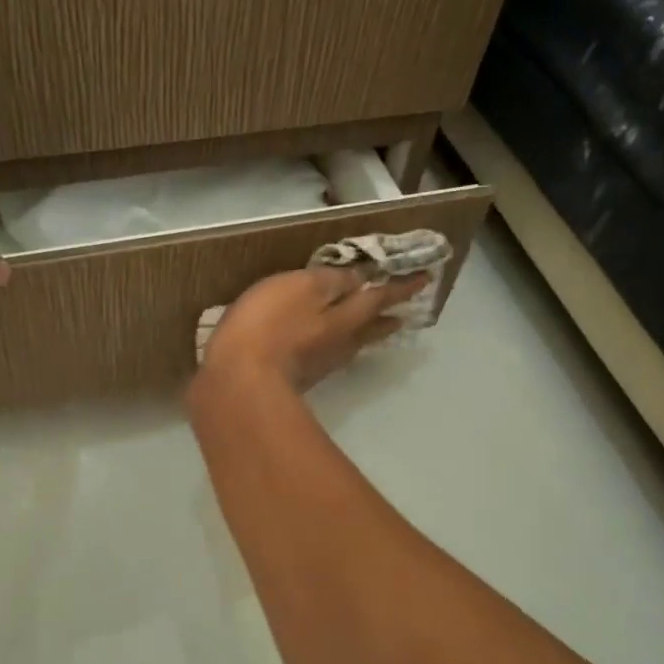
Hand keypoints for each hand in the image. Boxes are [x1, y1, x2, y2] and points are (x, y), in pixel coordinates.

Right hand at [198, 267, 428, 393]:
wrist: (237, 384)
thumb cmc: (268, 326)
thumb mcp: (301, 288)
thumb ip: (331, 281)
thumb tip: (360, 279)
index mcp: (345, 316)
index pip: (380, 296)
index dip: (401, 286)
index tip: (426, 279)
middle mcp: (339, 342)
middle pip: (369, 326)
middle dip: (387, 316)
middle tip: (404, 314)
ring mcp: (319, 364)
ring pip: (351, 343)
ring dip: (365, 332)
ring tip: (372, 326)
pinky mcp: (297, 377)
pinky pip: (327, 354)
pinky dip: (336, 345)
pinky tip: (327, 344)